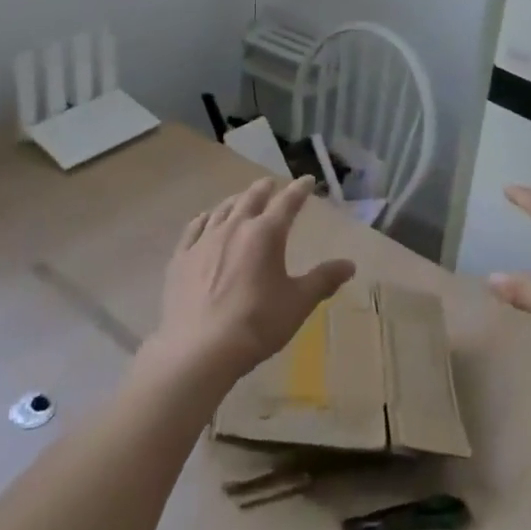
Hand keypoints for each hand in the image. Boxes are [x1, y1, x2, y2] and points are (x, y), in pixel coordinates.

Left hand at [147, 176, 354, 384]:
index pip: (287, 203)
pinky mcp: (180, 259)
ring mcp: (203, 241)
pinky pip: (194, 229)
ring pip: (222, 210)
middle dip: (264, 189)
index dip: (299, 190)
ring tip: (241, 199)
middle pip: (251, 199)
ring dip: (235, 201)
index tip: (307, 181)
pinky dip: (204, 219)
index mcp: (266, 234)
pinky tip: (205, 220)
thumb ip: (323, 280)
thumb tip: (349, 264)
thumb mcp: (298, 303)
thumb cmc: (257, 323)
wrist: (199, 349)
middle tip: (271, 184)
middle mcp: (234, 228)